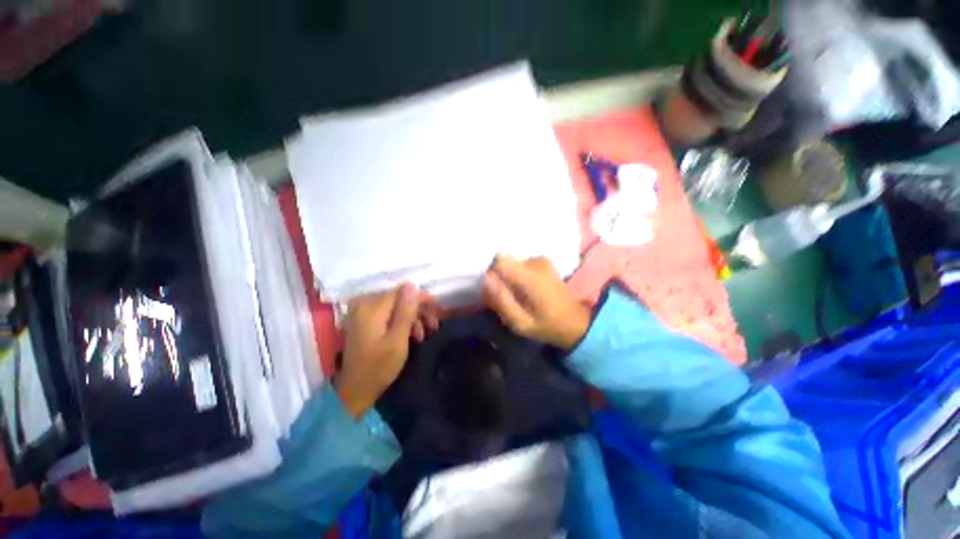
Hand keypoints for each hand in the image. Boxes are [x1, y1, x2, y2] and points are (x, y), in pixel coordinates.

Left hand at [337, 283, 439, 417]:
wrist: (355, 390)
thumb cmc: (379, 367)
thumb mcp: (397, 340)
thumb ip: (405, 311)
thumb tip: (412, 285)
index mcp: (371, 307)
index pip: (402, 291)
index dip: (421, 299)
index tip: (437, 310)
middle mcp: (364, 303)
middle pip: (400, 297)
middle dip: (418, 310)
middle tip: (433, 324)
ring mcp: (362, 310)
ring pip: (396, 305)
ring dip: (412, 317)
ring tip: (423, 333)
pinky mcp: (364, 318)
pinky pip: (388, 312)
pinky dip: (401, 321)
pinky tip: (412, 334)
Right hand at [483, 255, 590, 349]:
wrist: (575, 321)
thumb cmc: (547, 326)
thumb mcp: (521, 323)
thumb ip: (502, 301)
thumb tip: (487, 278)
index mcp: (531, 277)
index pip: (500, 260)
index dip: (492, 274)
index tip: (494, 290)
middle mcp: (536, 262)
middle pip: (505, 262)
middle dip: (500, 278)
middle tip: (506, 298)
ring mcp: (541, 260)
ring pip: (512, 263)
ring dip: (509, 278)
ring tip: (517, 296)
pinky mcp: (543, 261)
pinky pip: (520, 264)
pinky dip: (518, 275)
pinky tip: (525, 290)